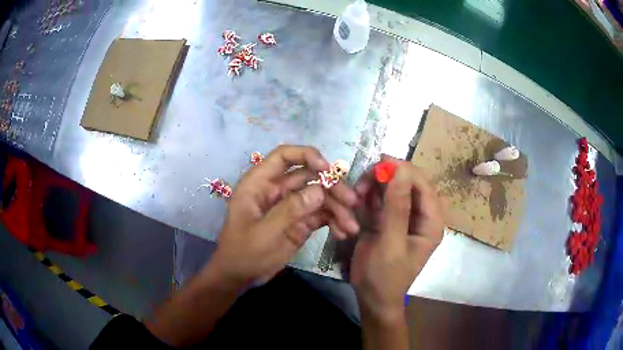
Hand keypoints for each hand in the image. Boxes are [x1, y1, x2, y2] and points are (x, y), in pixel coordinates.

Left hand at [210, 145, 357, 287]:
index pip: (284, 156)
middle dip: (332, 187)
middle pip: (309, 176)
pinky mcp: (300, 222)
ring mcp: (290, 206)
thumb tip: (320, 190)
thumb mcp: (264, 232)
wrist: (240, 277)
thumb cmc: (243, 253)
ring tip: (352, 226)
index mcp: (260, 183)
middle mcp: (277, 190)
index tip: (328, 169)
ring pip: (319, 196)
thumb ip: (291, 209)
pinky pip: (321, 215)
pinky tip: (343, 233)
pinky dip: (334, 222)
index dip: (307, 155)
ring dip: (337, 208)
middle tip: (352, 202)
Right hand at [351, 158, 443, 320]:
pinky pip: (380, 198)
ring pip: (392, 187)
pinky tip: (358, 201)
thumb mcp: (391, 243)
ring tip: (358, 193)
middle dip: (386, 177)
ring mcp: (403, 216)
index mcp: (431, 221)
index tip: (380, 163)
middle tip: (363, 181)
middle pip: (408, 182)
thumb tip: (400, 169)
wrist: (371, 297)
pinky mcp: (388, 219)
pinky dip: (368, 196)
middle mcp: (420, 215)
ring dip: (375, 185)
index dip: (405, 170)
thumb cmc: (385, 276)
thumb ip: (397, 207)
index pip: (423, 185)